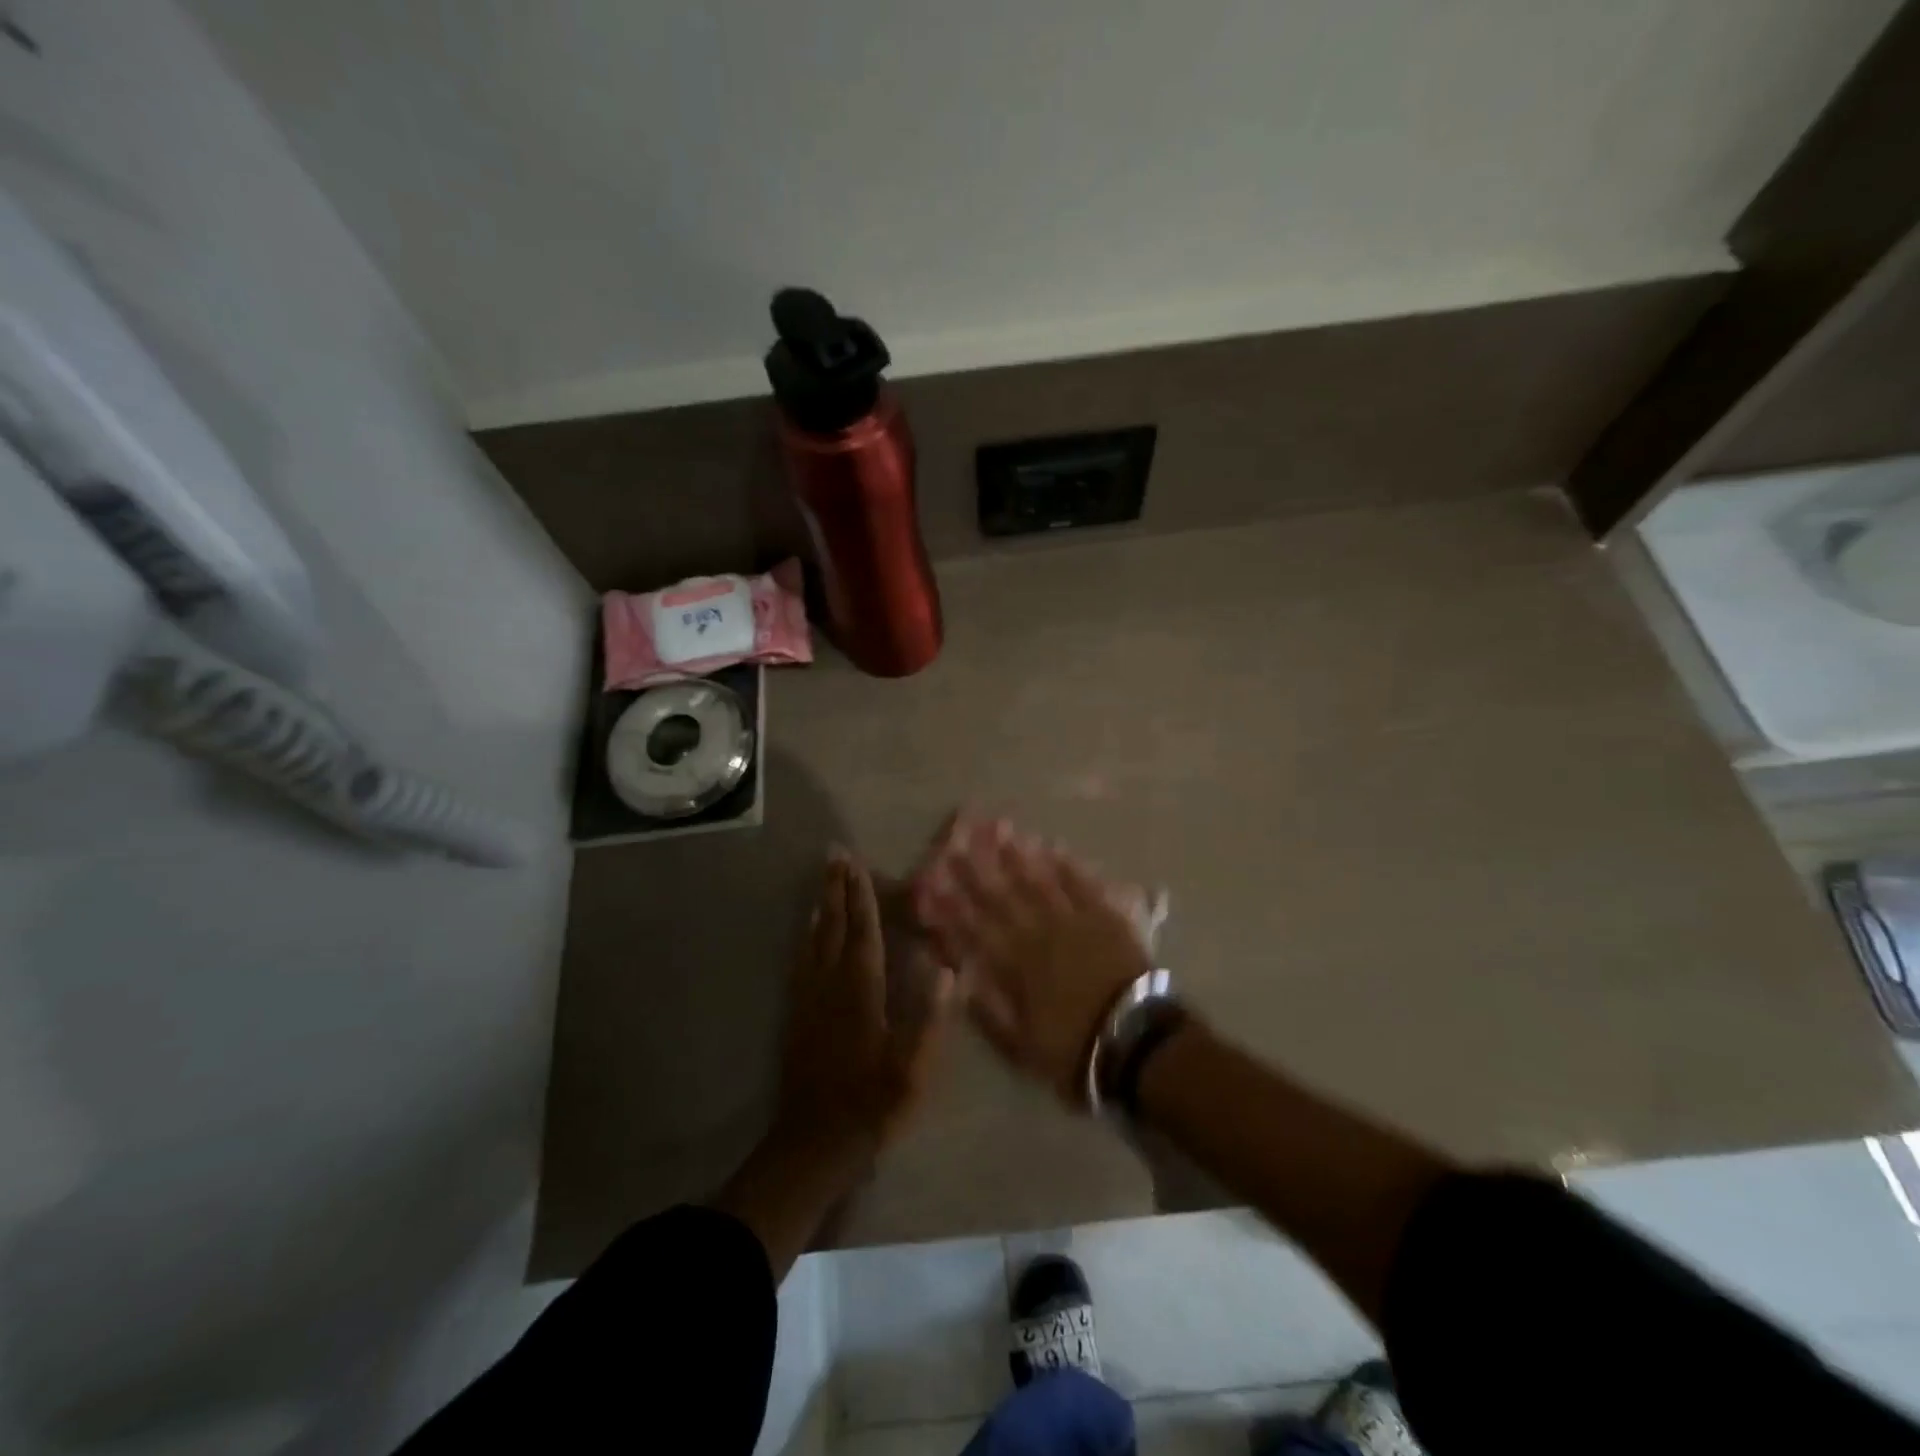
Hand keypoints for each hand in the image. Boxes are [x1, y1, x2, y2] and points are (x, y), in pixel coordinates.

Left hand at [777, 848, 953, 1158]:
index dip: (861, 898)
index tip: (856, 865)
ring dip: (820, 907)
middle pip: (832, 928)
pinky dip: (807, 937)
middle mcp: (830, 986)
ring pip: (813, 941)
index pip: (862, 934)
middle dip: (836, 891)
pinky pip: (801, 962)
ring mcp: (809, 1000)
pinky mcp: (797, 1016)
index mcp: (860, 993)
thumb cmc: (871, 1104)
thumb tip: (946, 969)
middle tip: (834, 856)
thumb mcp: (912, 1069)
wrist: (814, 1143)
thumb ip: (929, 1019)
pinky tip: (808, 932)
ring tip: (823, 881)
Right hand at [914, 817, 1151, 1106]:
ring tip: (999, 829)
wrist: (1136, 1040)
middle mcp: (1039, 933)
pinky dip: (1065, 864)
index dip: (952, 903)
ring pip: (1039, 880)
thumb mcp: (1021, 1045)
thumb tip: (959, 978)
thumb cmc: (1075, 1049)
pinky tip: (1051, 846)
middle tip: (959, 839)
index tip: (932, 879)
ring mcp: (1073, 920)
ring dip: (1017, 856)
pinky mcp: (1105, 916)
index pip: (975, 927)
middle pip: (1002, 896)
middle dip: (977, 868)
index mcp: (1016, 965)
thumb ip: (988, 1010)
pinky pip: (1081, 883)